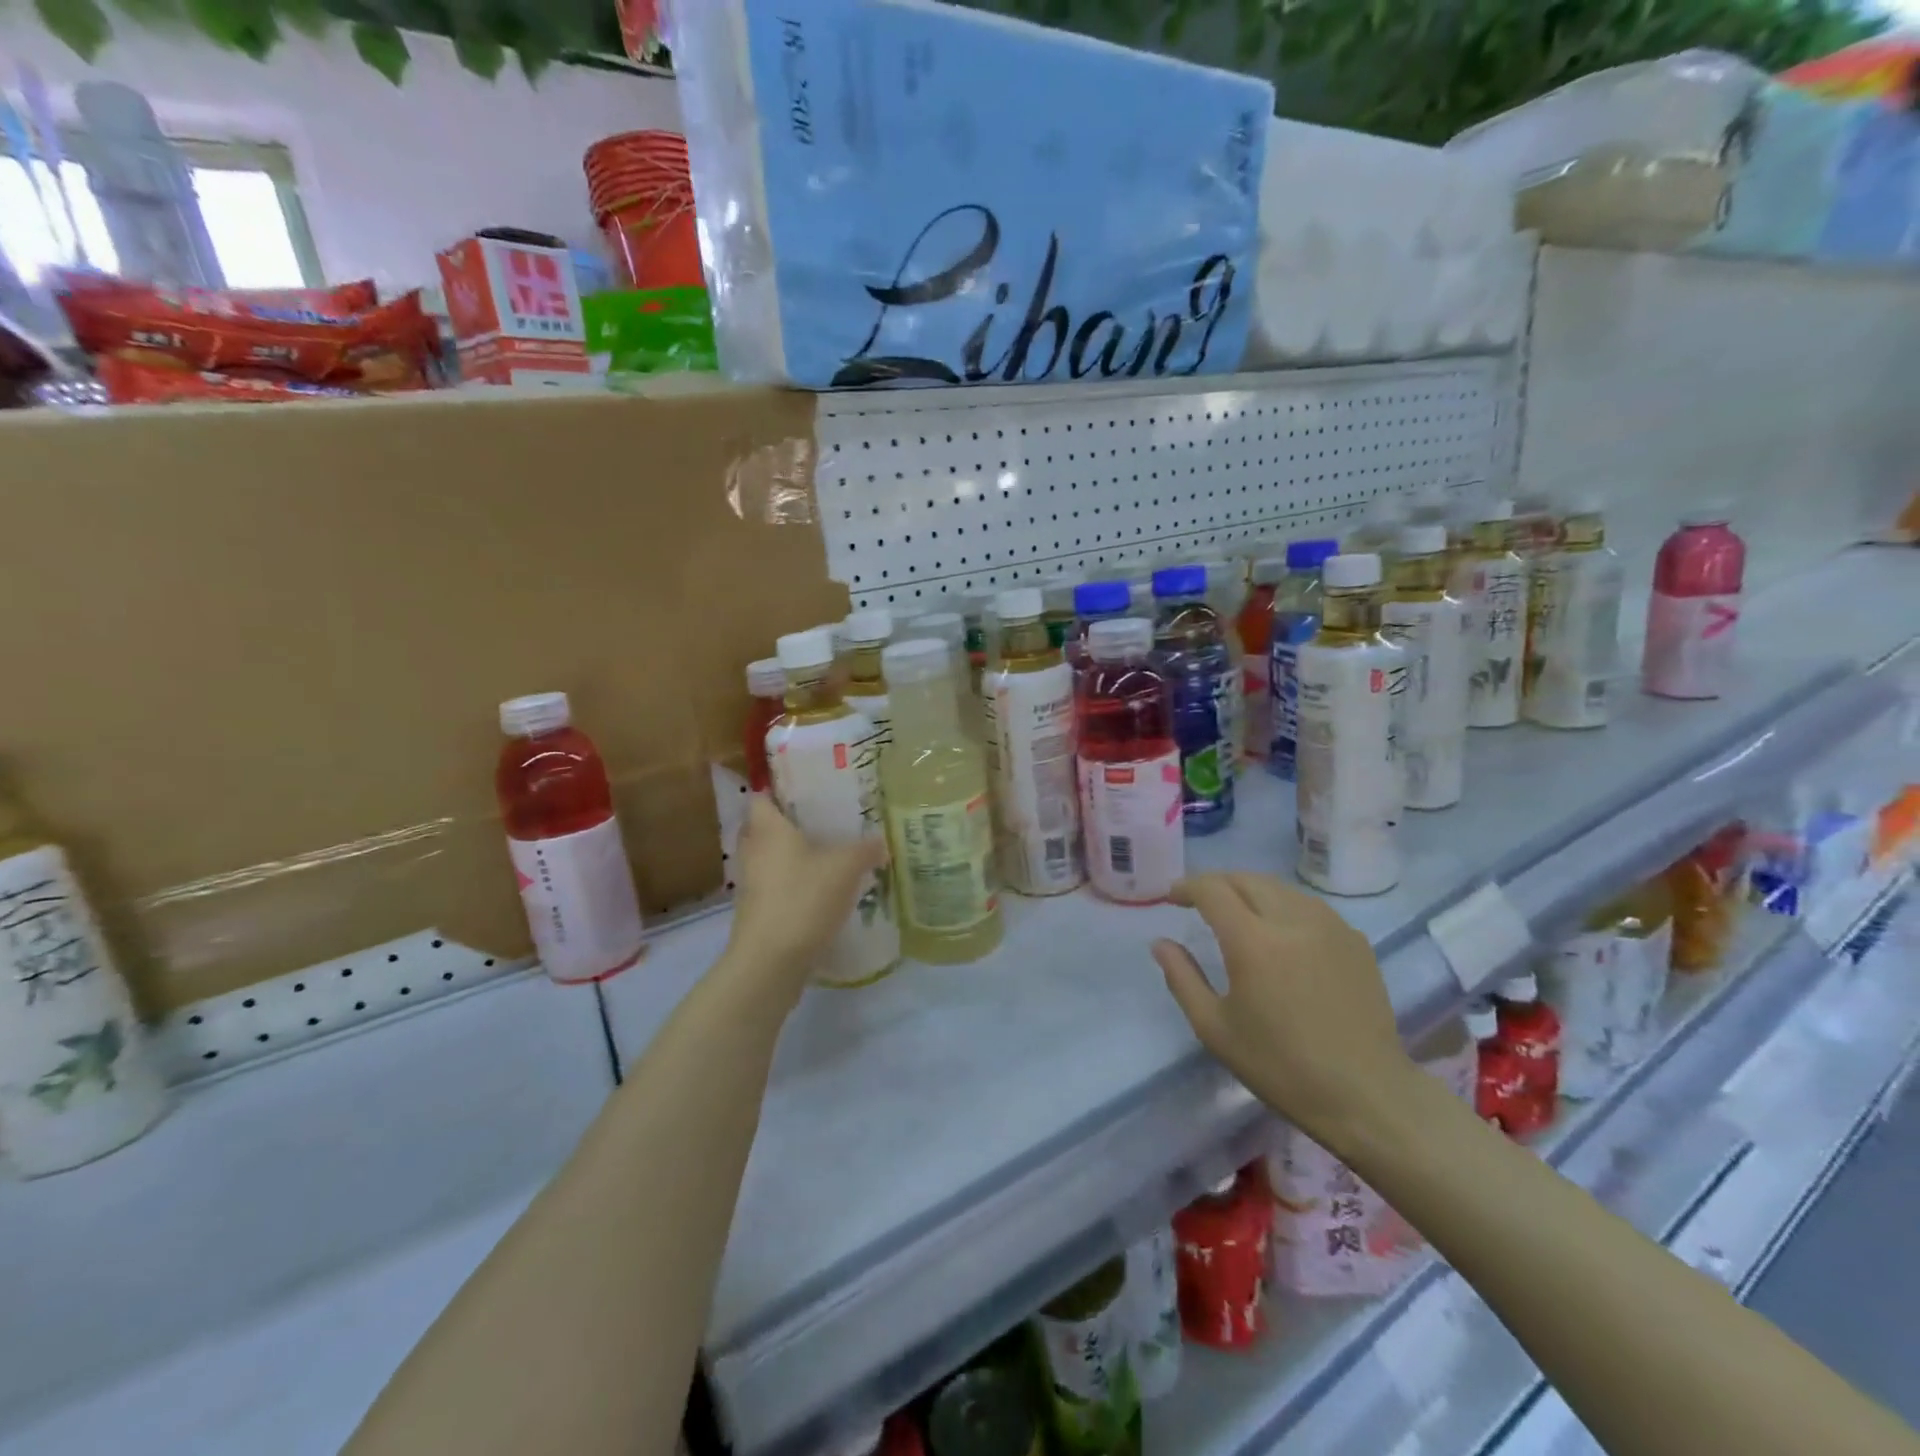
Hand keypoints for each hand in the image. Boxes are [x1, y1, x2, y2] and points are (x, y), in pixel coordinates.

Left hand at [723, 795, 886, 1000]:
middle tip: (825, 820)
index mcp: (768, 828)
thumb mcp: (846, 868)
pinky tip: (822, 890)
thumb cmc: (803, 898)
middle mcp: (753, 850)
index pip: (762, 795)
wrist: (770, 961)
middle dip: (790, 823)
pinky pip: (775, 885)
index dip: (780, 789)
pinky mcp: (756, 911)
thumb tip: (881, 842)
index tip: (808, 789)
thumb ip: (866, 850)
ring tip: (828, 854)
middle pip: (766, 827)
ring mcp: (751, 883)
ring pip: (771, 858)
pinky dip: (793, 883)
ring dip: (793, 856)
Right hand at [1152, 873, 1416, 1146]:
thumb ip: (1182, 979)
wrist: (1366, 1096)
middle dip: (1217, 883)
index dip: (1187, 887)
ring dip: (1250, 891)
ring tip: (1237, 912)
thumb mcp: (1215, 1029)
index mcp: (1254, 942)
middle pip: (1247, 879)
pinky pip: (1309, 907)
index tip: (1171, 898)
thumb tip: (1160, 944)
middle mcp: (1292, 921)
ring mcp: (1330, 927)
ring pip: (1280, 888)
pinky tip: (1280, 933)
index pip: (1213, 890)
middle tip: (1199, 902)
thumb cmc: (1281, 1066)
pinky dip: (1283, 906)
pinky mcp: (1355, 941)